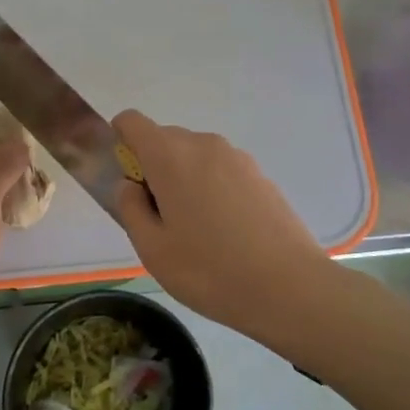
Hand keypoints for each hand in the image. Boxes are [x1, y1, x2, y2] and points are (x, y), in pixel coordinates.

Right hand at [112, 110, 334, 333]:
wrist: (290, 287)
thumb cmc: (209, 270)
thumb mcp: (152, 249)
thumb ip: (130, 208)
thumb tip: (130, 185)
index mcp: (170, 155)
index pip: (132, 122)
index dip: (120, 142)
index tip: (128, 181)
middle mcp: (204, 144)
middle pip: (164, 140)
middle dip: (153, 169)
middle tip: (161, 220)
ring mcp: (237, 158)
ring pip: (195, 157)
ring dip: (184, 181)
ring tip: (197, 232)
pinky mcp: (261, 175)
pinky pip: (221, 171)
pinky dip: (212, 190)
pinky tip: (227, 234)